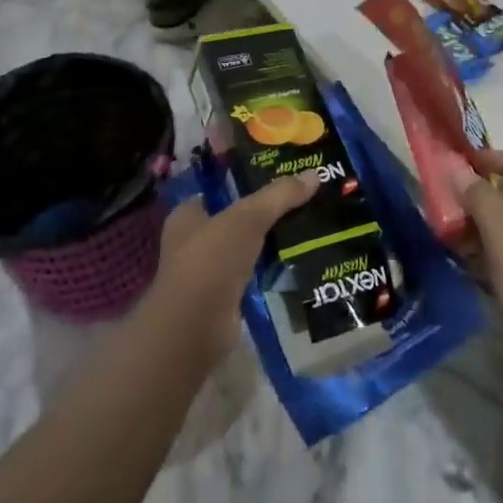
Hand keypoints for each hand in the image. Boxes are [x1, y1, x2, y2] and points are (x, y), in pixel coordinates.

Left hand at [153, 172, 316, 363]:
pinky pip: (255, 276)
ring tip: (309, 227)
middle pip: (237, 219)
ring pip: (247, 248)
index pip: (219, 190)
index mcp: (188, 216)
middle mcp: (193, 242)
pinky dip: (272, 271)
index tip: (280, 178)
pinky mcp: (225, 299)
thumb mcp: (248, 217)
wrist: (195, 328)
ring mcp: (208, 273)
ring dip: (271, 243)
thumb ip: (280, 195)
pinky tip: (299, 262)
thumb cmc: (211, 261)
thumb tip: (314, 174)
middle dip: (266, 214)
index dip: (247, 181)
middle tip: (303, 201)